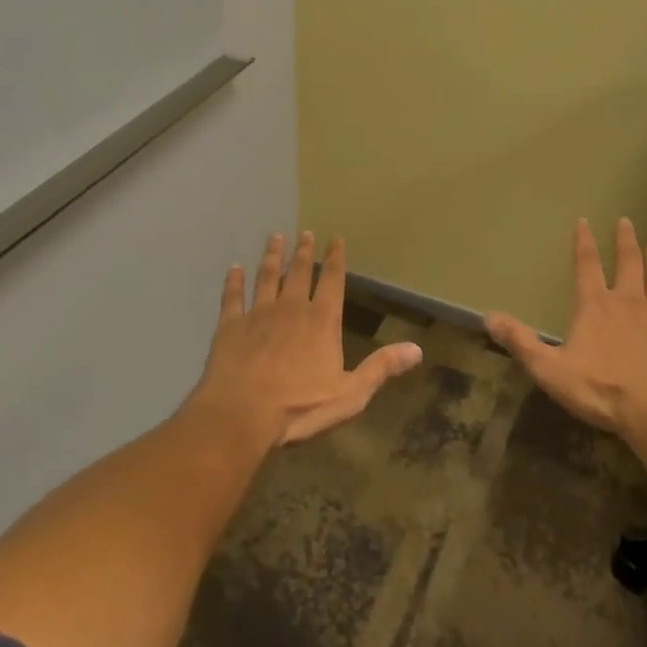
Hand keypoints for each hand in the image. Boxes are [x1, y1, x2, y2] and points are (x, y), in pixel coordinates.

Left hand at [188, 232, 423, 447]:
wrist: (241, 414)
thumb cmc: (300, 407)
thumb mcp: (350, 394)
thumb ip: (381, 368)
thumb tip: (417, 349)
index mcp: (322, 321)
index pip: (332, 281)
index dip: (335, 258)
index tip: (335, 238)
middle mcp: (291, 308)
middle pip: (298, 273)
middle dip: (303, 252)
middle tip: (304, 233)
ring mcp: (258, 314)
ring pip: (267, 277)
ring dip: (272, 257)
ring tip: (275, 238)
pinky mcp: (230, 326)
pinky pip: (233, 297)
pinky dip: (233, 281)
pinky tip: (234, 268)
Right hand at [486, 218, 646, 444]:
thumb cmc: (601, 389)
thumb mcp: (549, 369)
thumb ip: (520, 341)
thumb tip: (488, 316)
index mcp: (595, 306)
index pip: (587, 264)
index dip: (584, 241)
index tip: (584, 221)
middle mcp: (628, 302)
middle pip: (628, 263)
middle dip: (625, 241)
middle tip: (626, 222)